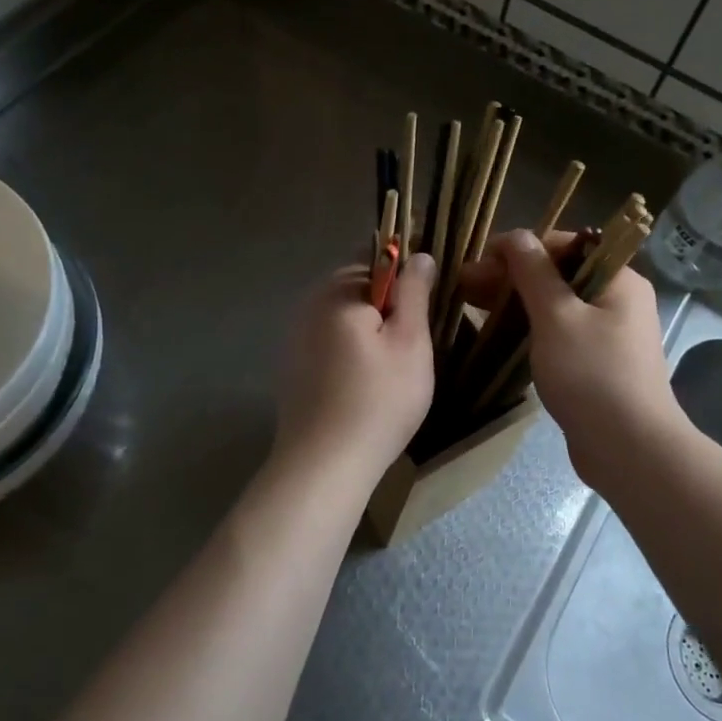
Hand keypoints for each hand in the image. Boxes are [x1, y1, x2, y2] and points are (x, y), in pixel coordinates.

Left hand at [274, 252, 437, 473]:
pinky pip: (330, 342)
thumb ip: (414, 292)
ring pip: (345, 316)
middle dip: (389, 304)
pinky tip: (365, 383)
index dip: (407, 271)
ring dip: (371, 329)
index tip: (428, 302)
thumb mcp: (410, 341)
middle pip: (359, 286)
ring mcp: (296, 336)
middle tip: (416, 342)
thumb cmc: (378, 399)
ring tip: (395, 367)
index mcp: (338, 290)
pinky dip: (352, 351)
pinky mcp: (294, 366)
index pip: (377, 255)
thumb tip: (419, 255)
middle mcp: (309, 304)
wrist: (324, 465)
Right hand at [461, 231, 684, 484]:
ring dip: (516, 302)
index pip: (564, 245)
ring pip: (556, 305)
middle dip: (511, 276)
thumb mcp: (557, 316)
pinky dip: (531, 328)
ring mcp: (609, 333)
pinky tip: (500, 333)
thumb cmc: (592, 375)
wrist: (629, 449)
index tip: (480, 263)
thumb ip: (534, 272)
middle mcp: (618, 299)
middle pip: (558, 274)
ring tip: (473, 306)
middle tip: (465, 287)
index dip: (519, 248)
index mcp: (618, 279)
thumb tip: (516, 236)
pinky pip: (560, 333)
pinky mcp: (598, 363)